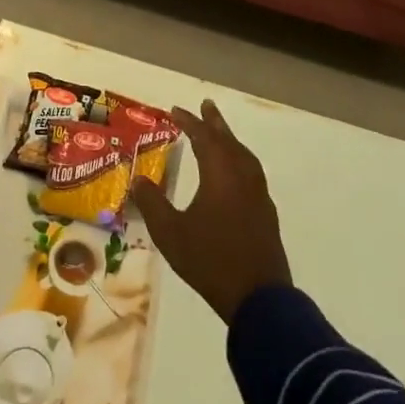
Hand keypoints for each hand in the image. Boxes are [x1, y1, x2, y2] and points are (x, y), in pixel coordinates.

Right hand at [129, 99, 290, 324]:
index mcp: (220, 175)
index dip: (189, 122)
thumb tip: (138, 179)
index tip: (175, 110)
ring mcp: (258, 196)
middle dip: (215, 123)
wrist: (259, 298)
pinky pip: (251, 173)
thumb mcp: (170, 233)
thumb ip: (152, 203)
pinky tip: (234, 172)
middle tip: (206, 104)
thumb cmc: (210, 261)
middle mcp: (242, 178)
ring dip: (230, 140)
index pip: (203, 138)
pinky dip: (240, 160)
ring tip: (220, 134)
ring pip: (244, 156)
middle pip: (229, 141)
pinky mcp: (266, 214)